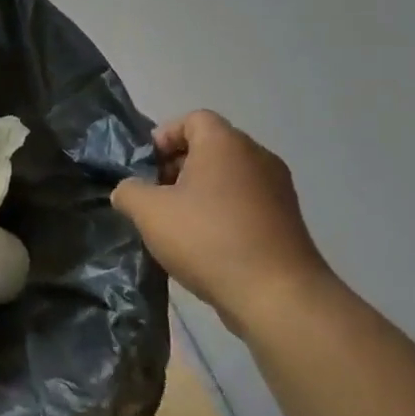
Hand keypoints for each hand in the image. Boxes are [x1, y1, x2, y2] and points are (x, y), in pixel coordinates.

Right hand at [111, 110, 335, 332]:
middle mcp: (257, 157)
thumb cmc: (207, 239)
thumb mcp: (149, 212)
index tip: (146, 167)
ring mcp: (277, 189)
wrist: (276, 296)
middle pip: (210, 147)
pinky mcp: (286, 221)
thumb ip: (129, 191)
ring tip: (176, 224)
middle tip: (155, 197)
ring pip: (228, 177)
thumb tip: (128, 190)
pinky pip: (245, 202)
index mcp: (225, 144)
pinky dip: (222, 212)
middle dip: (177, 167)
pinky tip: (204, 244)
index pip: (192, 119)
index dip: (164, 137)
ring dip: (199, 192)